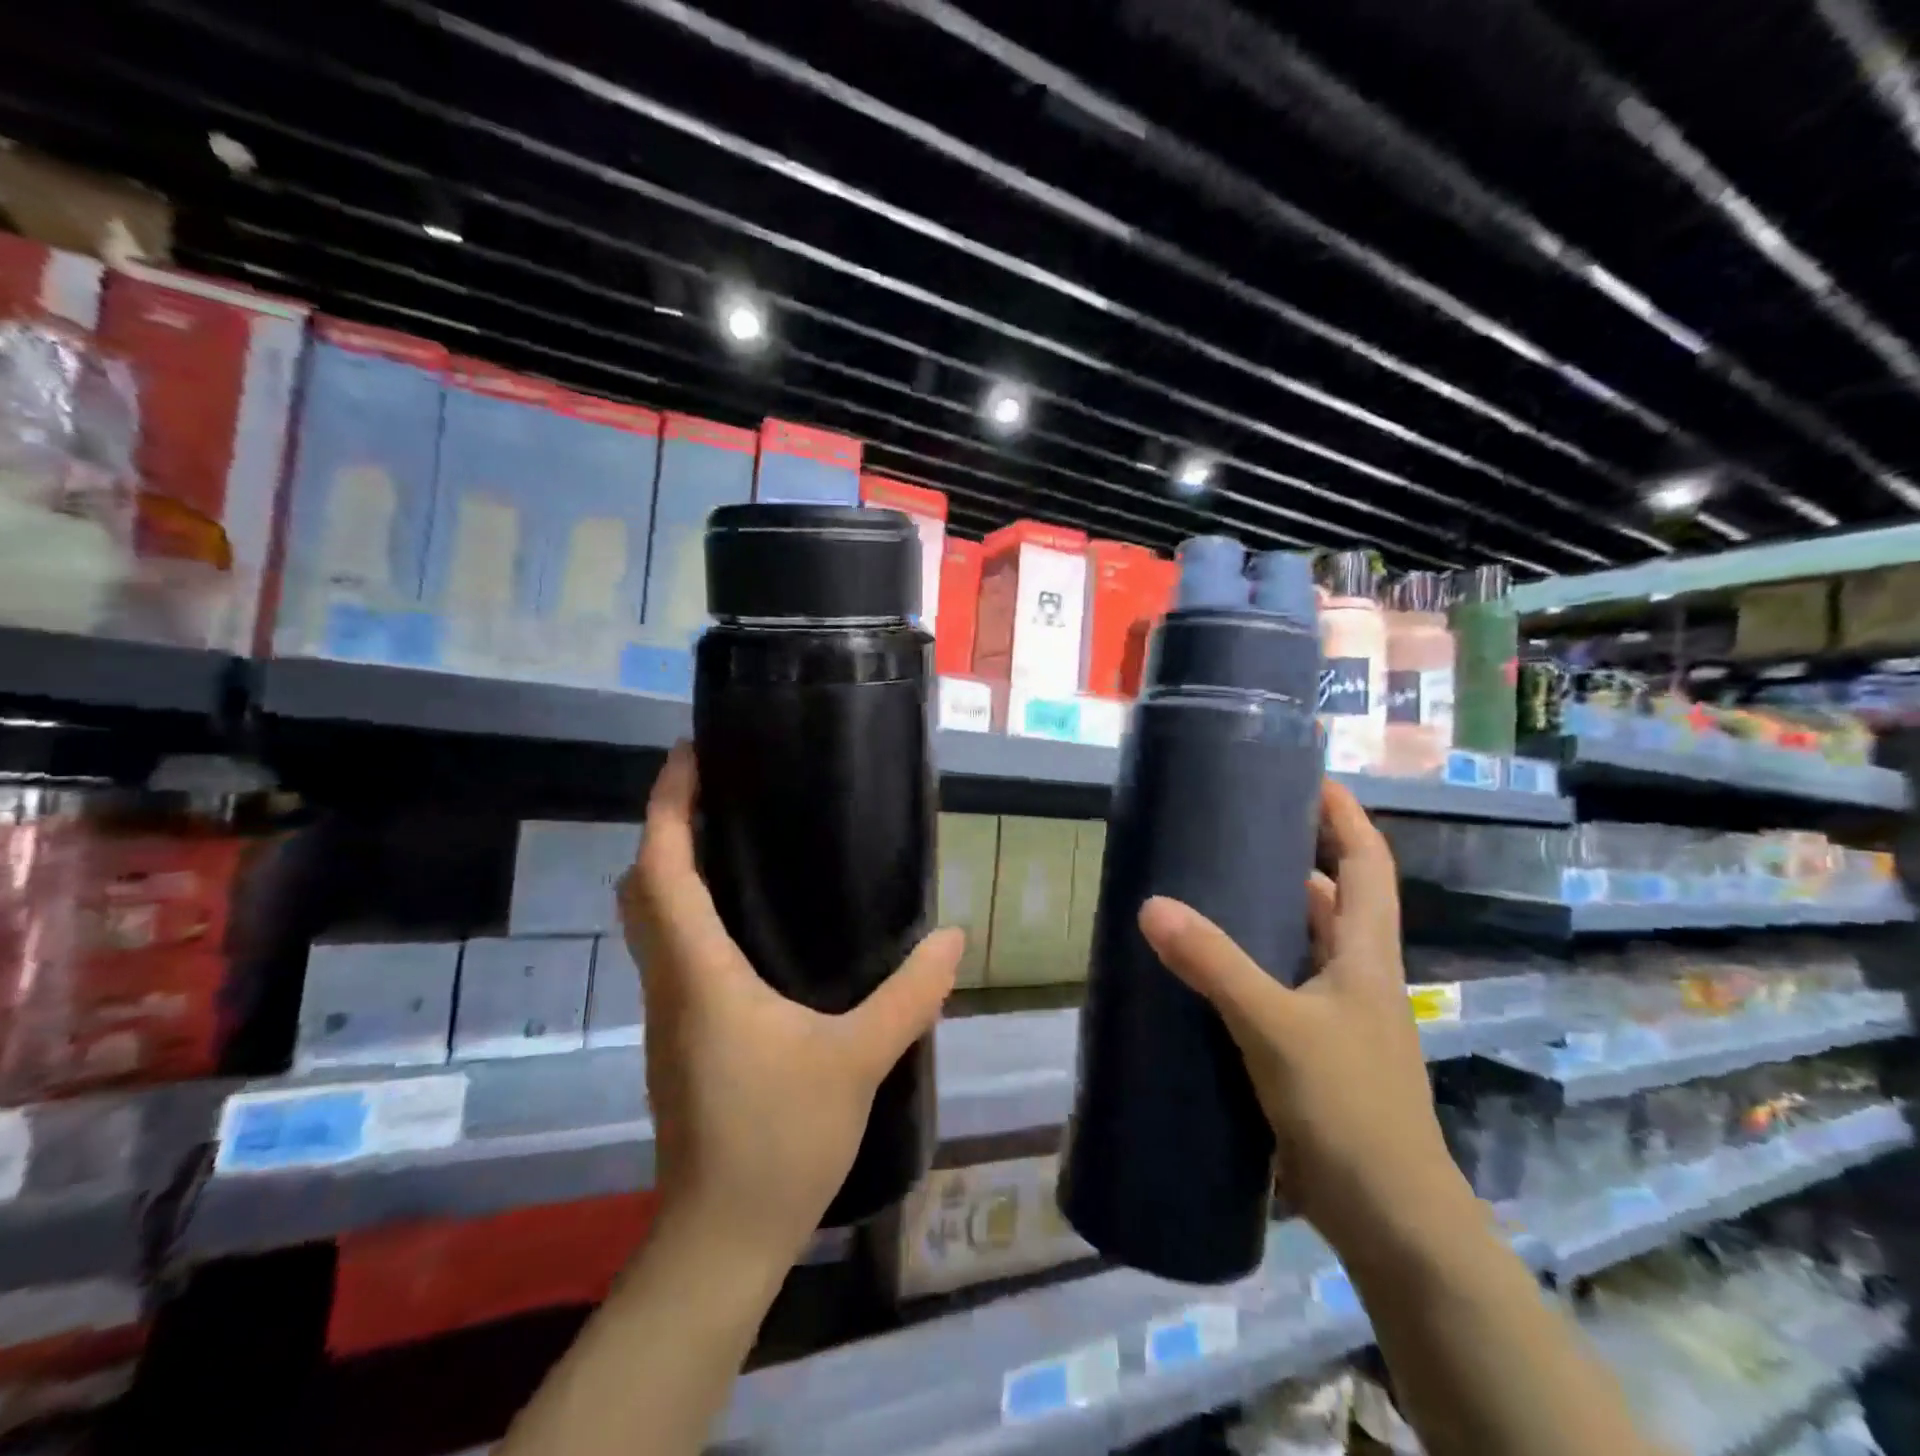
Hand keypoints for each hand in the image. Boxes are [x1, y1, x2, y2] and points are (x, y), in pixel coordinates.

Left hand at [618, 742, 962, 1267]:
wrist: (720, 1240)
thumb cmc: (777, 1140)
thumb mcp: (857, 1061)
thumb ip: (909, 995)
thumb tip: (952, 937)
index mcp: (699, 974)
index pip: (661, 870)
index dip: (666, 805)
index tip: (688, 756)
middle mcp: (670, 983)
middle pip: (641, 888)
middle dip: (665, 829)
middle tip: (715, 792)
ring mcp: (667, 1014)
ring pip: (650, 922)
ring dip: (672, 871)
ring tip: (732, 840)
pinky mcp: (680, 1039)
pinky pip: (671, 953)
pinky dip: (688, 914)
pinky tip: (743, 923)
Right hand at [1137, 780, 1471, 1257]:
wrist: (1389, 1220)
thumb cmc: (1349, 1108)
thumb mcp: (1276, 1026)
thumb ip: (1213, 964)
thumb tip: (1150, 905)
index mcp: (1366, 954)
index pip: (1367, 863)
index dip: (1344, 815)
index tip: (1307, 777)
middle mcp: (1356, 975)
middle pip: (1332, 897)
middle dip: (1293, 856)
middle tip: (1233, 830)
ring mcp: (1336, 1016)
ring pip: (1301, 944)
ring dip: (1266, 914)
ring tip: (1208, 886)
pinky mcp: (1312, 1051)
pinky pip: (1278, 986)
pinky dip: (1248, 966)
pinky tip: (1204, 968)